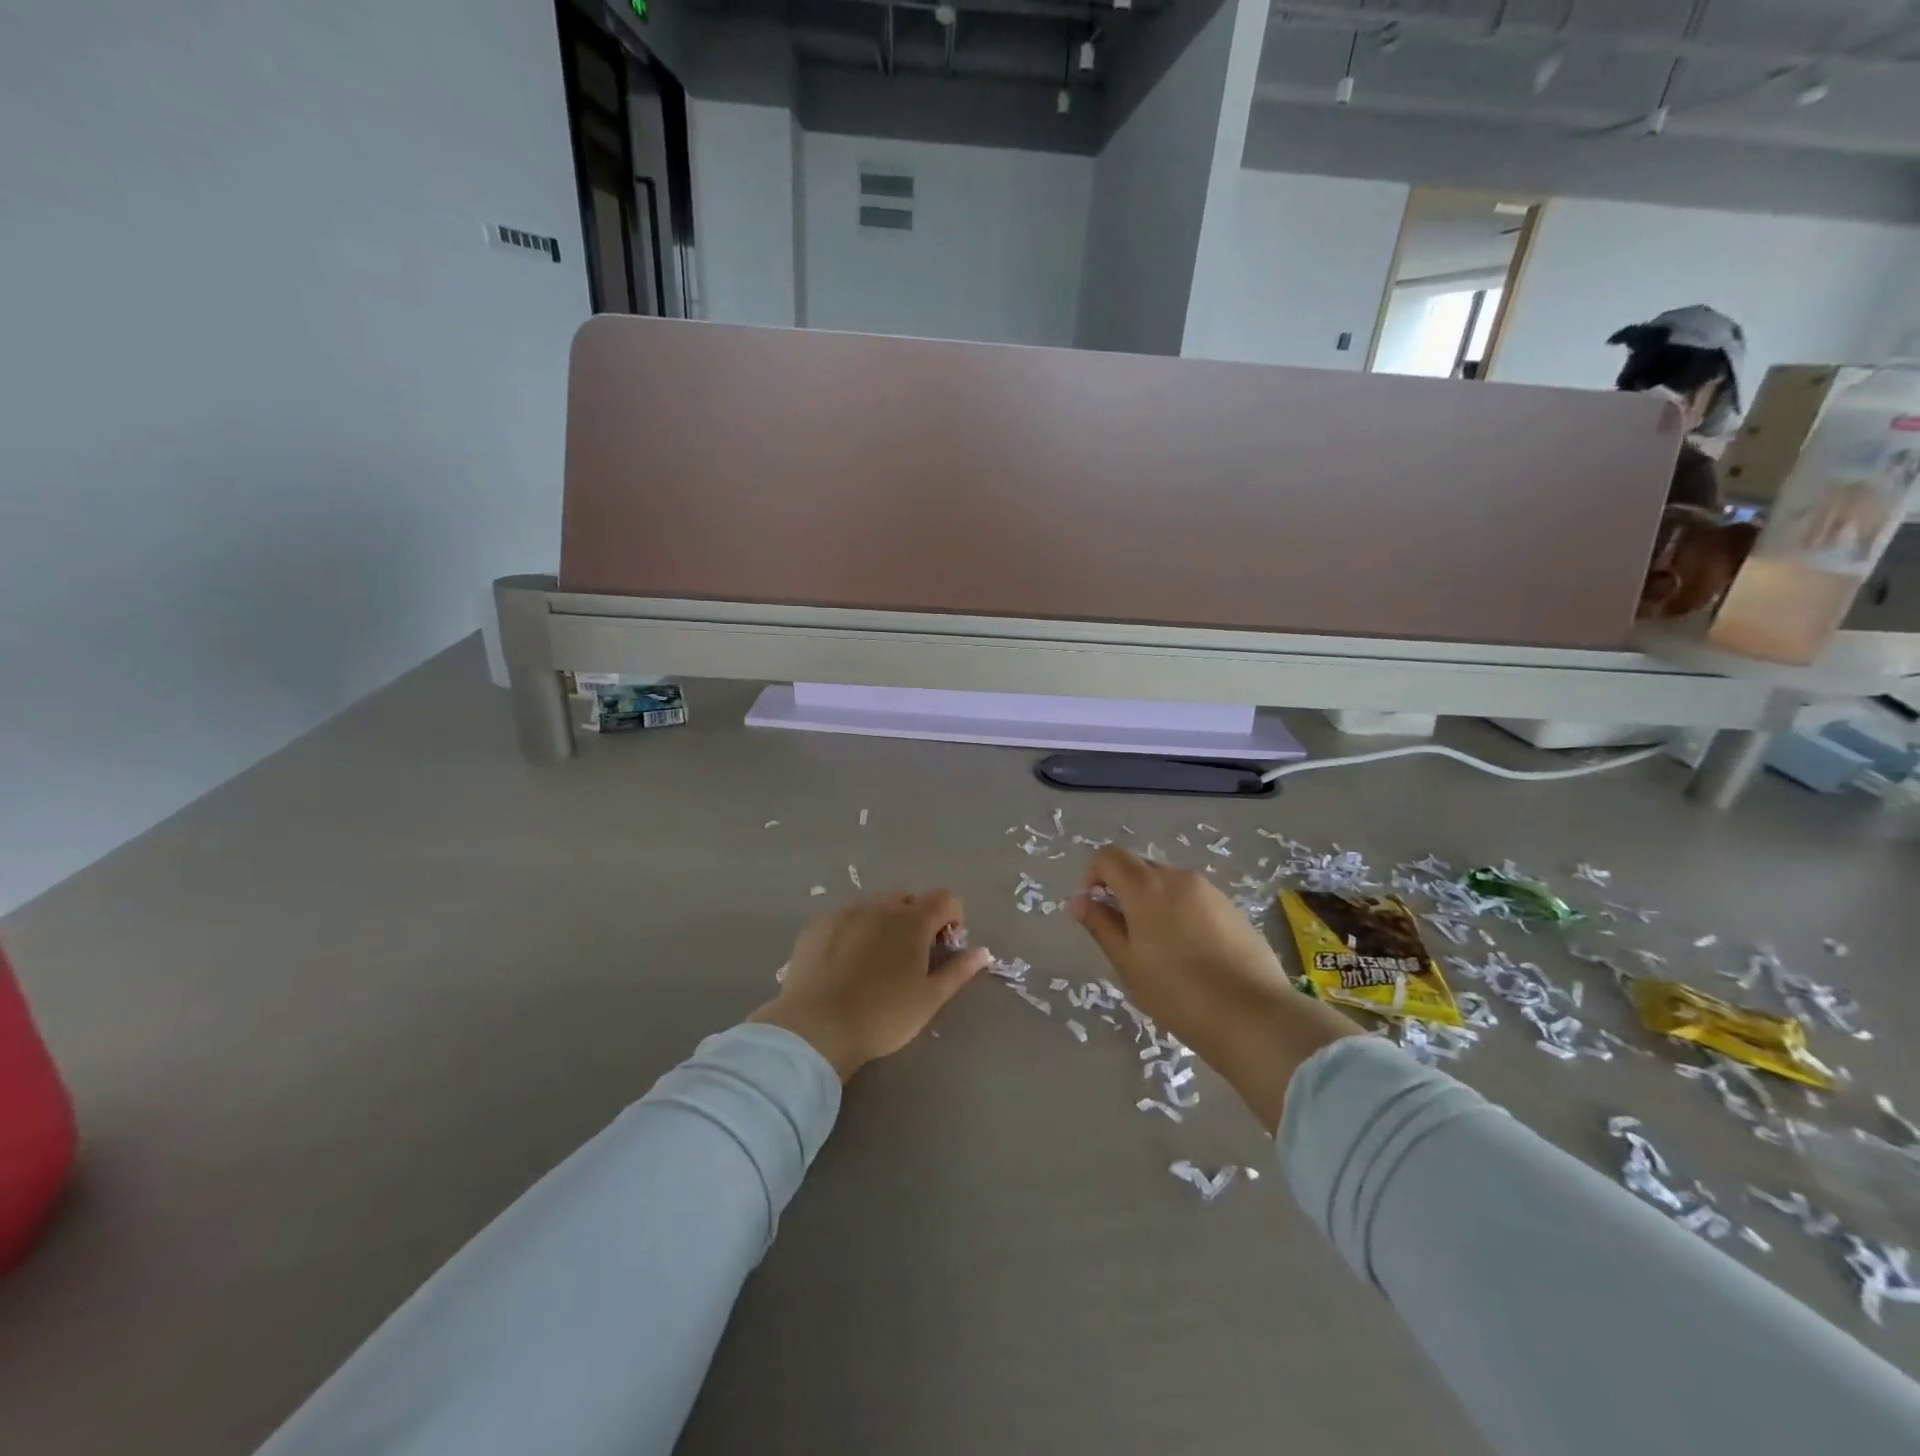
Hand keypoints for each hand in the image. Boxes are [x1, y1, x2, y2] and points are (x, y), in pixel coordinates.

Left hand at [750, 890, 989, 1080]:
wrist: (816, 1027)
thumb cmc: (883, 1015)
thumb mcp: (929, 999)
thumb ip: (958, 971)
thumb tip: (982, 952)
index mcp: (912, 921)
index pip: (945, 898)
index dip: (952, 917)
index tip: (944, 947)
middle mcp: (880, 906)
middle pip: (908, 900)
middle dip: (916, 920)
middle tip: (910, 958)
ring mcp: (846, 912)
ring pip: (875, 906)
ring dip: (884, 924)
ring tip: (874, 962)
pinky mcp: (818, 925)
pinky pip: (845, 917)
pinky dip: (853, 931)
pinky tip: (844, 964)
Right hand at [1069, 847, 1357, 1132]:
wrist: (1253, 1016)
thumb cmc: (1177, 993)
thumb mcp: (1127, 963)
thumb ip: (1100, 925)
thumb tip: (1077, 900)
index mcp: (1146, 887)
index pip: (1108, 856)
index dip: (1093, 875)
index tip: (1095, 910)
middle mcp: (1178, 878)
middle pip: (1139, 868)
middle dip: (1123, 891)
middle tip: (1126, 937)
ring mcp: (1210, 891)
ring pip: (1168, 885)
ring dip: (1153, 904)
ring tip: (1161, 951)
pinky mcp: (1233, 909)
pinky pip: (1194, 900)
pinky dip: (1181, 914)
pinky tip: (1192, 956)